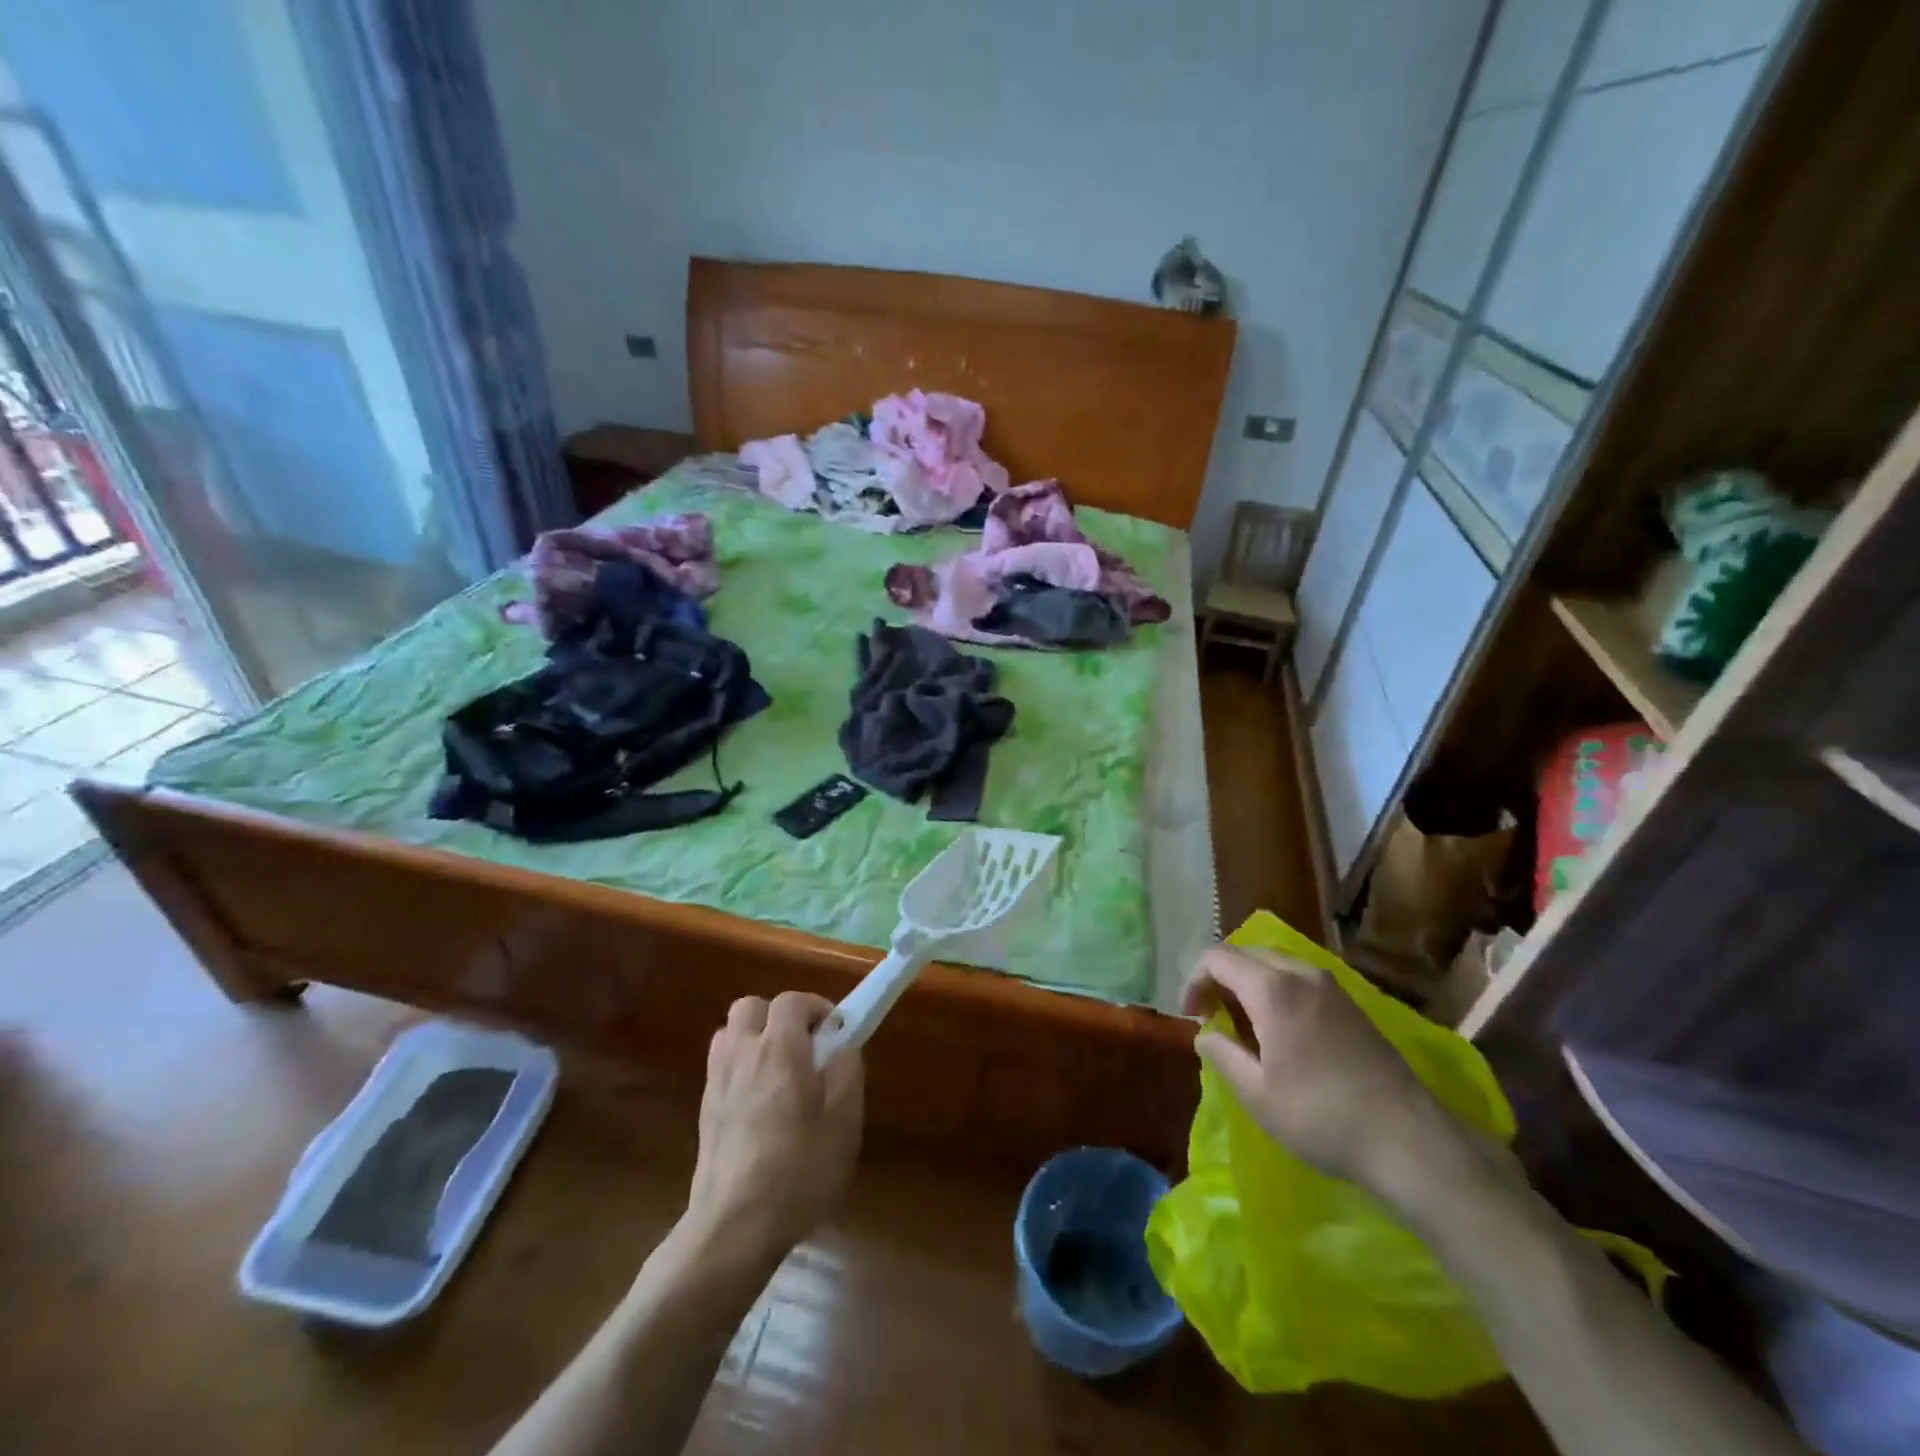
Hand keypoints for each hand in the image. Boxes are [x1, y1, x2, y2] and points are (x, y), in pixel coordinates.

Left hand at [684, 991, 863, 1264]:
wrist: (735, 1227)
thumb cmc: (799, 1169)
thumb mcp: (844, 1120)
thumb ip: (847, 1070)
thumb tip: (841, 1045)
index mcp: (779, 1049)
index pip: (791, 1000)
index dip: (816, 1007)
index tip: (835, 1032)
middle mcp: (742, 1054)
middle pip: (751, 1006)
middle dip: (778, 1016)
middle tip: (803, 1047)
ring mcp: (717, 1081)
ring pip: (731, 1033)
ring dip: (755, 1038)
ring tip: (780, 1071)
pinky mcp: (704, 1110)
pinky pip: (722, 1066)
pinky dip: (741, 1067)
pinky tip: (760, 1103)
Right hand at [1181, 944, 1462, 1202]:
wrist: (1410, 1140)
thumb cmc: (1322, 1117)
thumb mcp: (1257, 1094)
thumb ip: (1222, 1054)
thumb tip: (1205, 1034)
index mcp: (1272, 989)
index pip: (1217, 958)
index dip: (1194, 980)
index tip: (1190, 1015)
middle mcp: (1301, 974)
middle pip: (1246, 954)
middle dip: (1220, 977)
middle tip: (1212, 1015)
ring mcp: (1331, 986)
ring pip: (1275, 963)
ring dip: (1249, 982)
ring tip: (1243, 1022)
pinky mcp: (1352, 1004)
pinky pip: (1299, 978)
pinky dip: (1277, 989)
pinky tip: (1280, 1029)